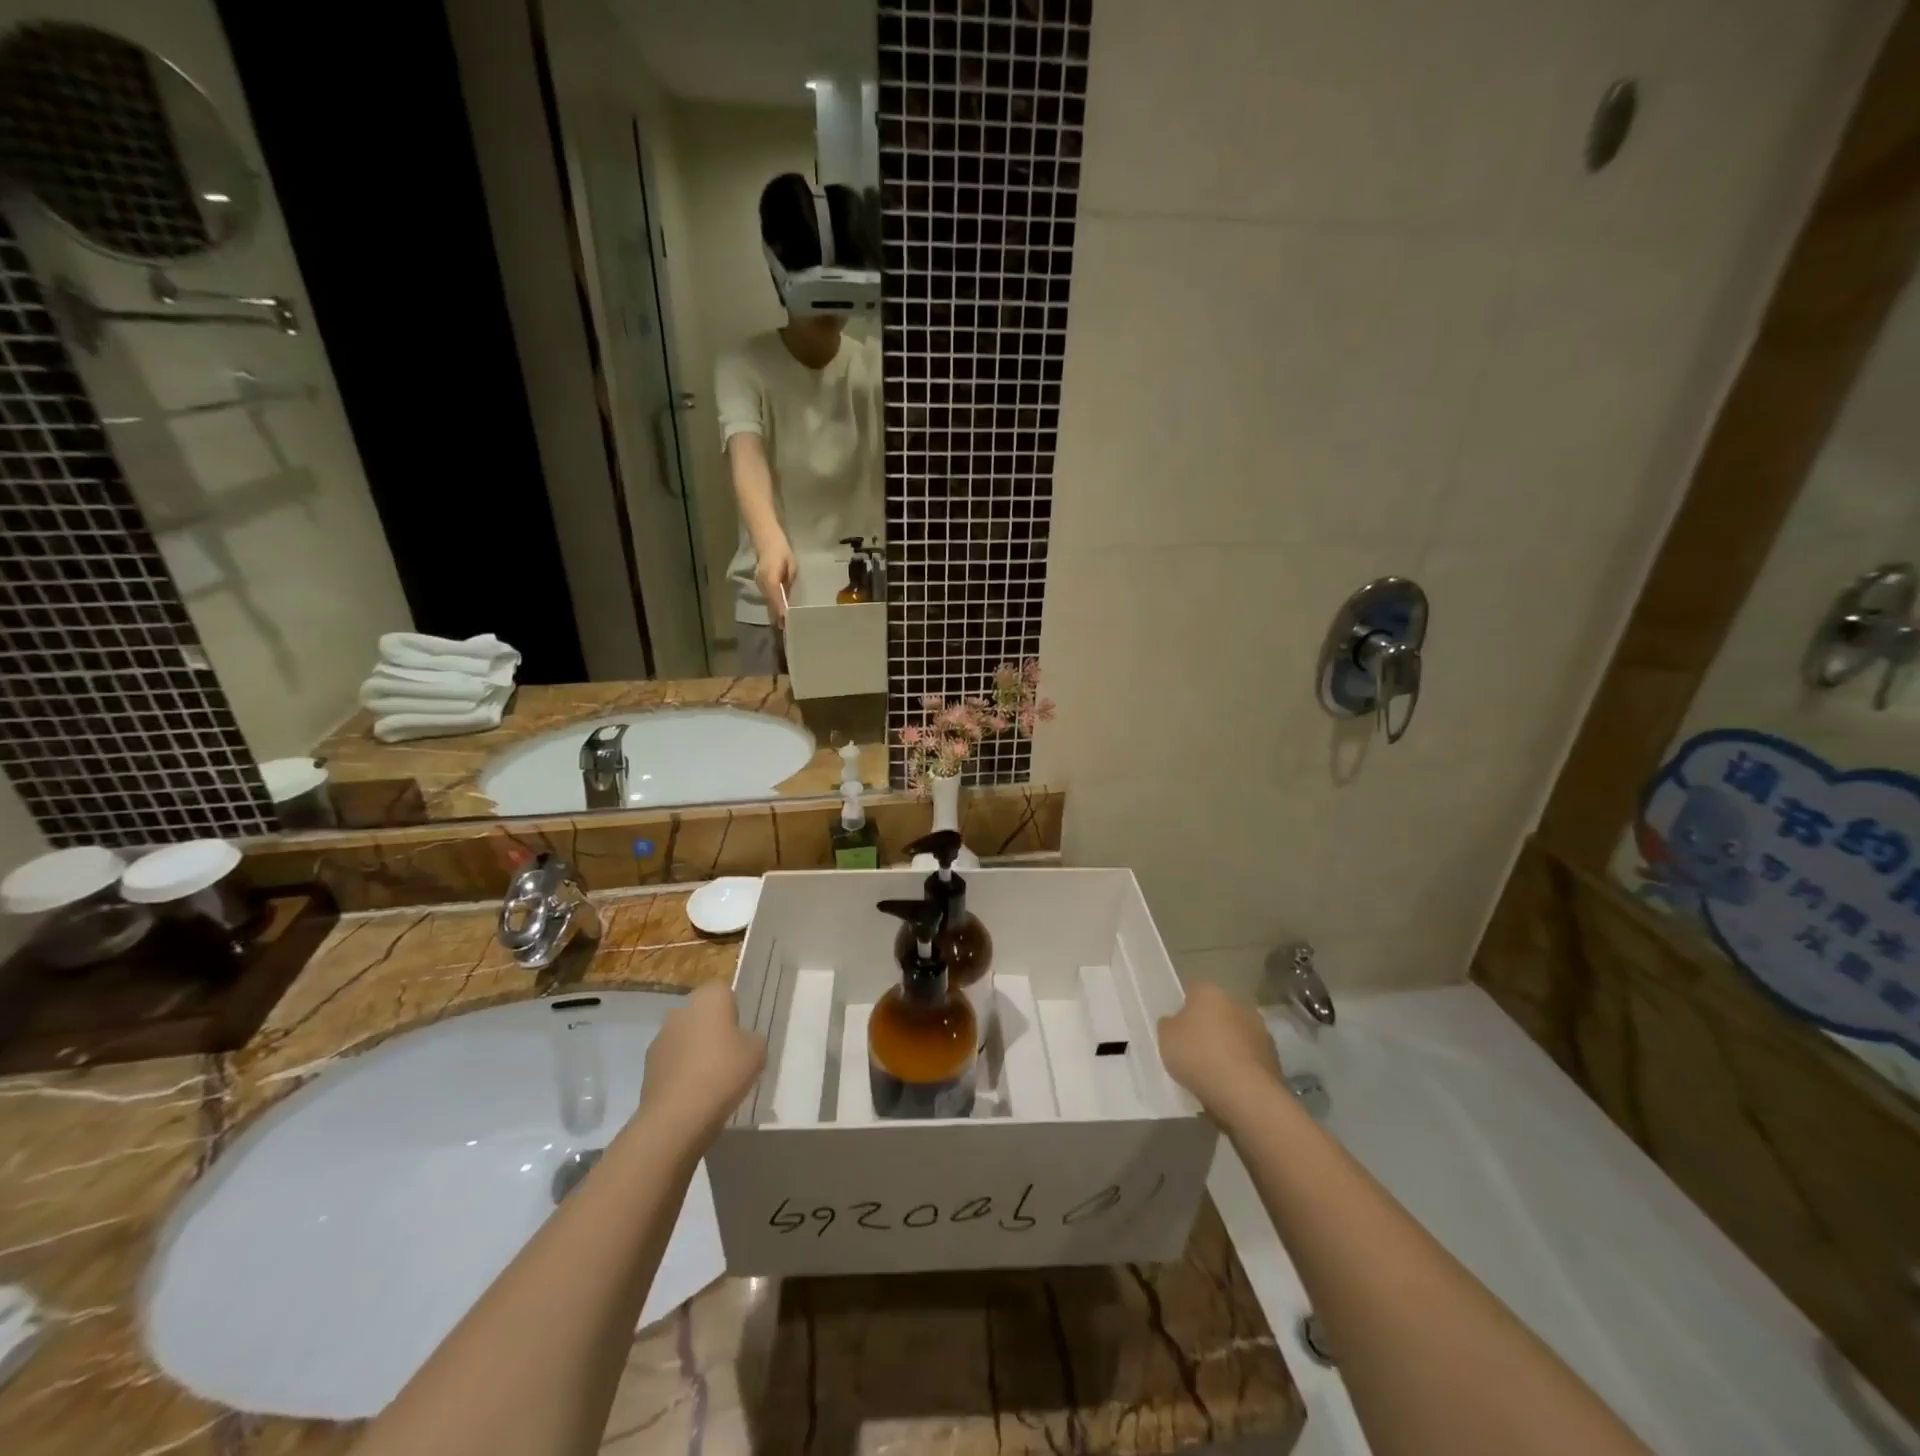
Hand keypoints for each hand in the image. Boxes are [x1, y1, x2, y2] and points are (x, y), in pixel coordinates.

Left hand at [641, 983, 765, 1141]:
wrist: (677, 1115)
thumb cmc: (724, 1072)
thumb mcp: (757, 1051)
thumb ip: (751, 1038)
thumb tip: (741, 1041)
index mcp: (709, 997)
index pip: (724, 992)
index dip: (734, 1012)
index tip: (741, 1035)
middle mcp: (681, 1009)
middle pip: (702, 1014)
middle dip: (712, 1030)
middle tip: (729, 1056)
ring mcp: (661, 1037)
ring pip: (685, 1037)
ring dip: (695, 1050)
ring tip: (711, 1080)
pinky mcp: (647, 1065)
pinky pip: (672, 1061)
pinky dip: (681, 1071)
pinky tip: (693, 1093)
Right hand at [754, 536, 796, 627]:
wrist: (766, 539)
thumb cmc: (782, 551)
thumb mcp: (791, 567)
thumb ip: (789, 582)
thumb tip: (789, 598)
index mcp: (771, 578)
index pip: (776, 598)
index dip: (781, 611)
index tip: (786, 622)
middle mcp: (763, 583)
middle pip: (770, 604)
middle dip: (777, 617)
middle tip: (786, 630)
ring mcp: (759, 583)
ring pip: (767, 602)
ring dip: (774, 614)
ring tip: (783, 626)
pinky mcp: (760, 583)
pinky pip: (767, 598)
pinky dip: (772, 606)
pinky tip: (778, 614)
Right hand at [1158, 983, 1284, 1118]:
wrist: (1244, 1093)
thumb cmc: (1198, 1056)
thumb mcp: (1166, 1038)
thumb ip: (1169, 1025)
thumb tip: (1175, 1022)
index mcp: (1210, 992)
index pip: (1193, 991)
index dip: (1184, 1008)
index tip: (1177, 1028)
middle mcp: (1238, 1003)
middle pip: (1218, 1012)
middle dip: (1209, 1026)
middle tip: (1194, 1049)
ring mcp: (1260, 1030)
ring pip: (1236, 1034)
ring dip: (1228, 1046)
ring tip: (1213, 1071)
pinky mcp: (1274, 1057)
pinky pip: (1249, 1057)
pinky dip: (1241, 1066)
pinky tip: (1230, 1084)